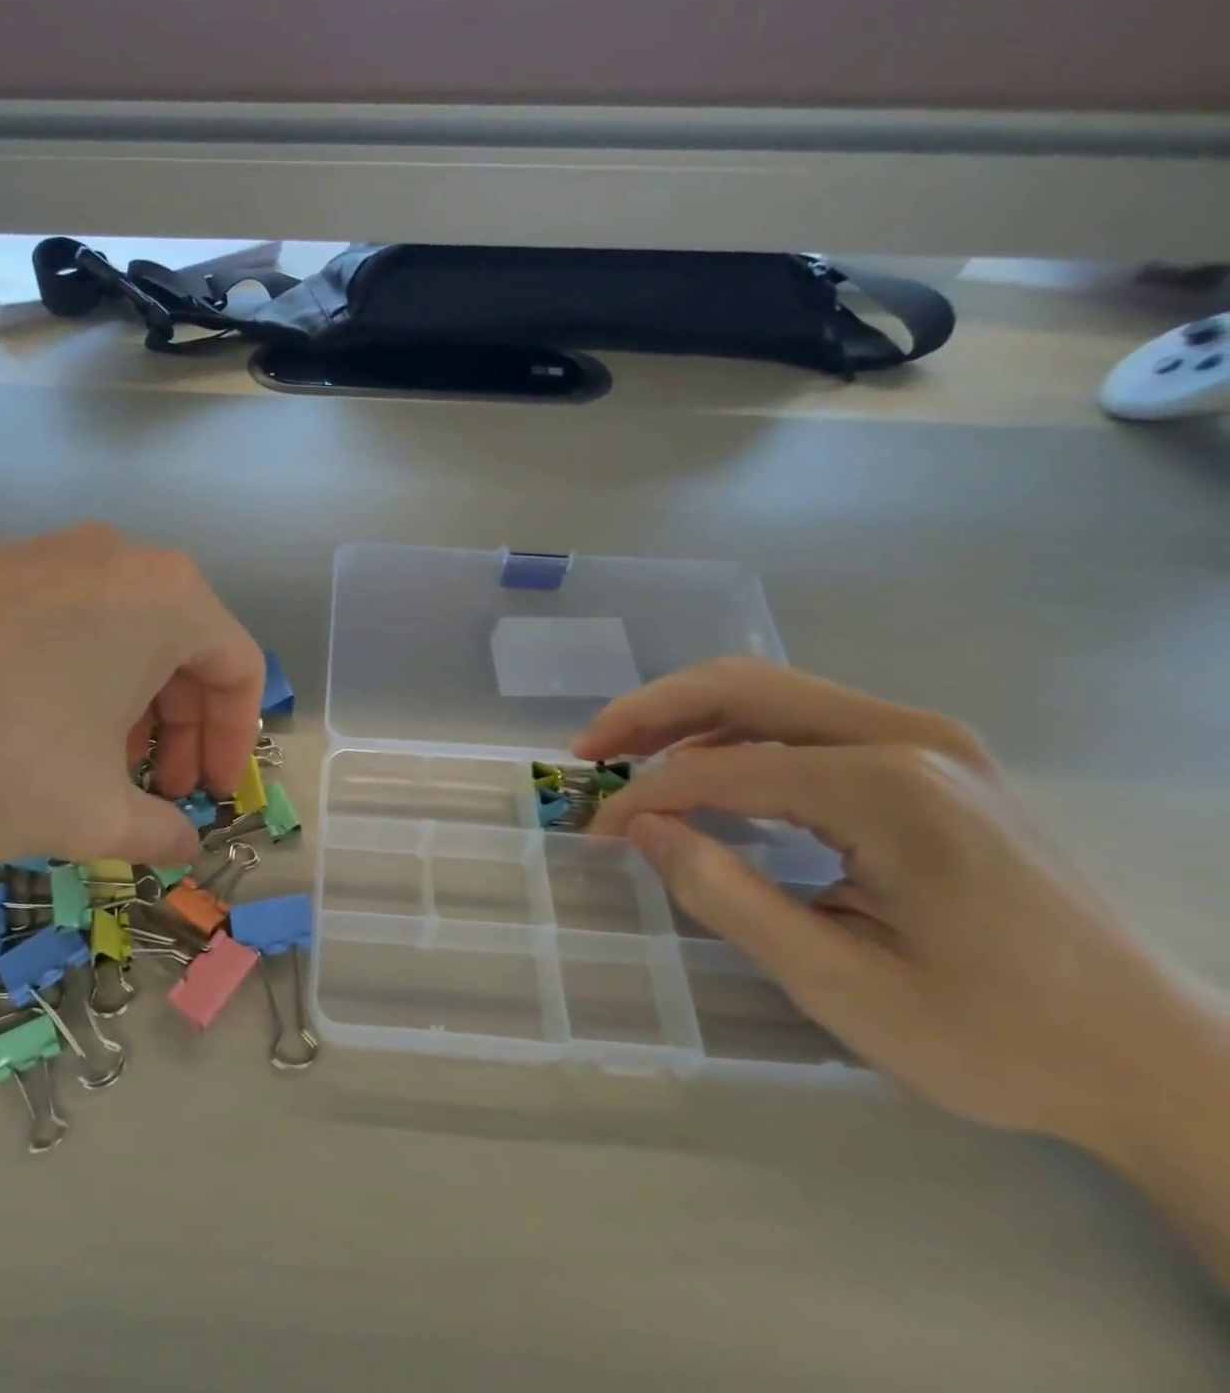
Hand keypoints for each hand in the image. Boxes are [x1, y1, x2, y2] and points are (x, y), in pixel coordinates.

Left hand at [0, 524, 262, 865]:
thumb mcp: (92, 814)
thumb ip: (159, 831)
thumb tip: (184, 844)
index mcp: (167, 596)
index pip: (239, 667)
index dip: (235, 740)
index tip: (210, 794)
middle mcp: (117, 558)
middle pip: (182, 649)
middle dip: (181, 729)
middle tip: (159, 790)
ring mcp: (46, 555)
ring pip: (122, 638)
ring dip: (130, 709)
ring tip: (97, 770)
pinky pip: (65, 626)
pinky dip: (77, 682)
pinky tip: (38, 734)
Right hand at [579, 659, 1194, 1151]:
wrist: (1157, 1060)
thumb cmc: (997, 1037)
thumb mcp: (843, 988)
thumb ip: (727, 897)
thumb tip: (641, 830)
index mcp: (891, 790)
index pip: (723, 768)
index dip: (645, 797)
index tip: (598, 834)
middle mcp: (909, 737)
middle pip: (742, 685)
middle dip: (649, 712)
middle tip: (588, 749)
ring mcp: (925, 738)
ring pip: (769, 691)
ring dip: (685, 715)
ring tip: (626, 754)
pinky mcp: (927, 755)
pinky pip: (802, 718)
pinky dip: (732, 733)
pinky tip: (703, 770)